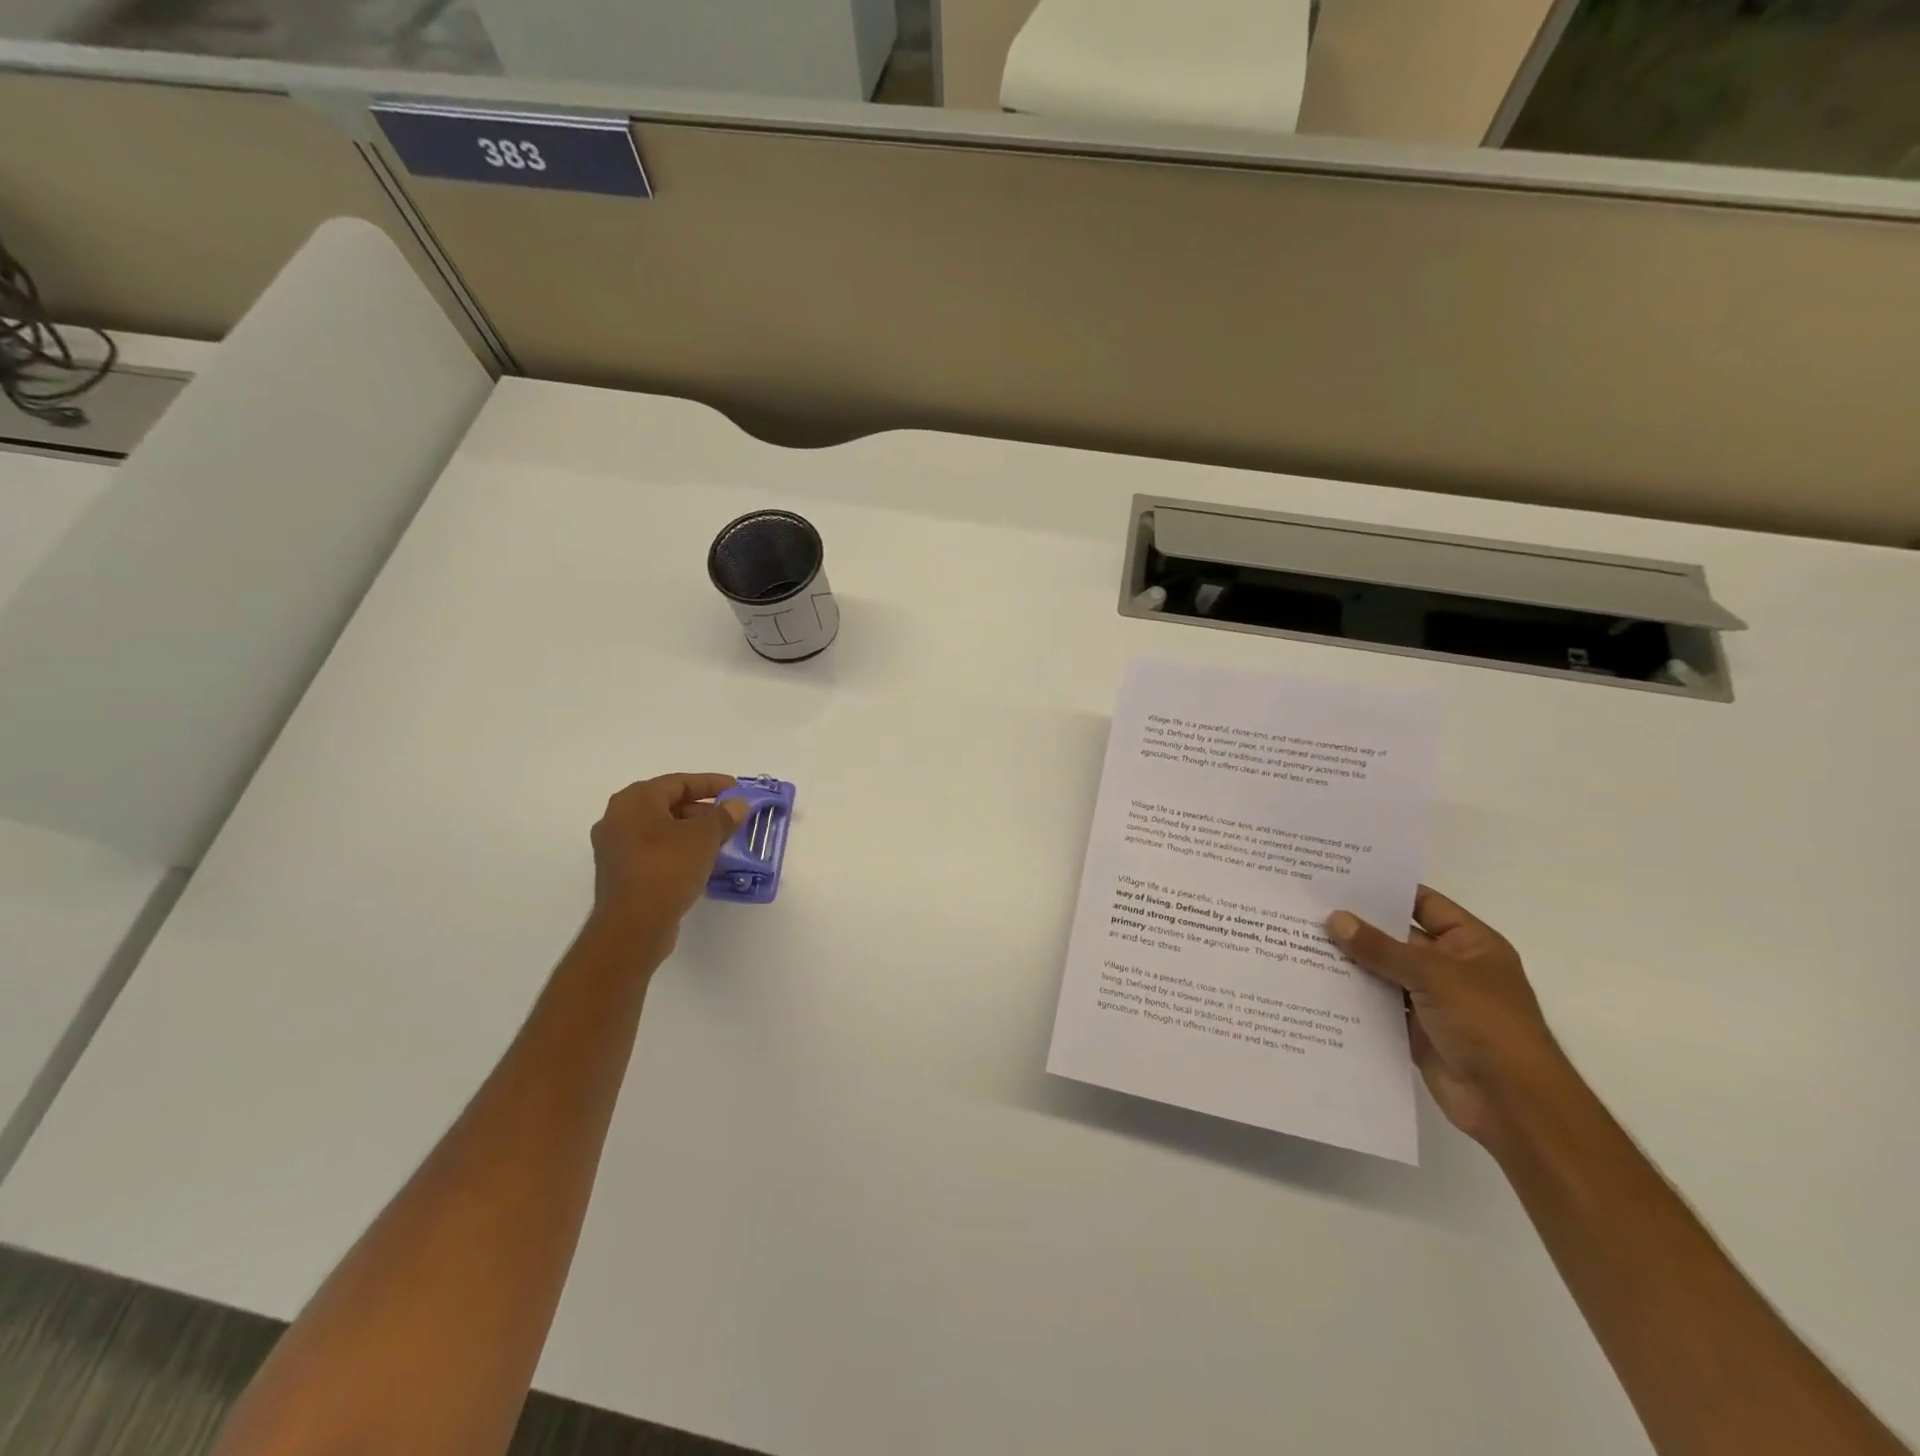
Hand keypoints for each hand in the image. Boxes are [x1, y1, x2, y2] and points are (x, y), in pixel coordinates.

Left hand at [589, 774, 746, 957]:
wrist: (633, 926)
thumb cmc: (667, 868)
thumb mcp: (704, 837)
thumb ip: (724, 816)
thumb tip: (737, 805)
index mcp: (635, 800)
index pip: (679, 782)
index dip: (711, 784)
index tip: (736, 789)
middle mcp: (618, 818)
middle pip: (668, 805)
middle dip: (703, 810)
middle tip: (731, 818)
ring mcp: (615, 847)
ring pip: (662, 830)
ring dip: (692, 833)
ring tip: (722, 841)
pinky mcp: (621, 873)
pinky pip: (655, 851)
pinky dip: (679, 851)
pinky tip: (702, 863)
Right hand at [1327, 888, 1568, 1148]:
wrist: (1512, 1104)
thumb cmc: (1487, 1025)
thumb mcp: (1433, 975)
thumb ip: (1381, 948)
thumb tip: (1335, 919)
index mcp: (1470, 944)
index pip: (1422, 903)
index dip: (1385, 891)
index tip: (1339, 878)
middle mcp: (1450, 967)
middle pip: (1397, 937)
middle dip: (1357, 926)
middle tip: (1308, 908)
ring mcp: (1431, 999)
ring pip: (1383, 971)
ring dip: (1350, 961)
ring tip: (1300, 939)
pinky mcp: (1413, 1029)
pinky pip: (1377, 1004)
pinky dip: (1352, 994)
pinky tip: (1315, 981)